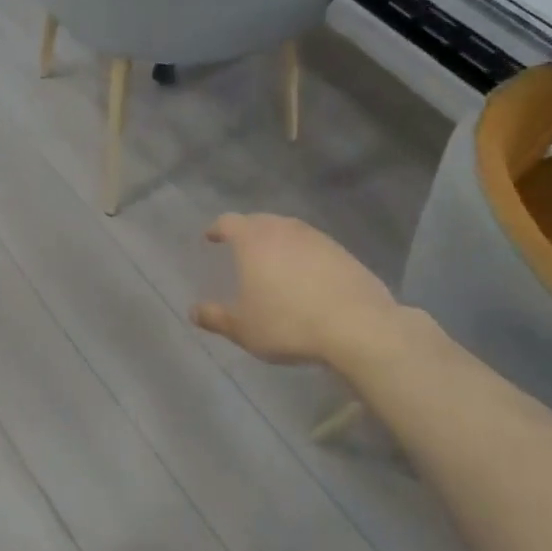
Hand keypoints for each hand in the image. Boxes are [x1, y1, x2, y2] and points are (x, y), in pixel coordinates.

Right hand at [191, 213, 396, 366]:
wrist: (357, 326)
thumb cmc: (288, 324)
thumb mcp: (243, 329)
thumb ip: (215, 317)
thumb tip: (193, 311)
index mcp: (254, 240)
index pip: (229, 222)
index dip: (217, 228)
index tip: (211, 237)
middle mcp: (284, 230)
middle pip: (260, 221)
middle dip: (247, 232)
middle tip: (240, 248)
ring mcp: (317, 238)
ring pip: (290, 231)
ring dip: (278, 242)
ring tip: (273, 263)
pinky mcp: (343, 253)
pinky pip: (314, 247)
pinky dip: (303, 256)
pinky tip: (306, 277)